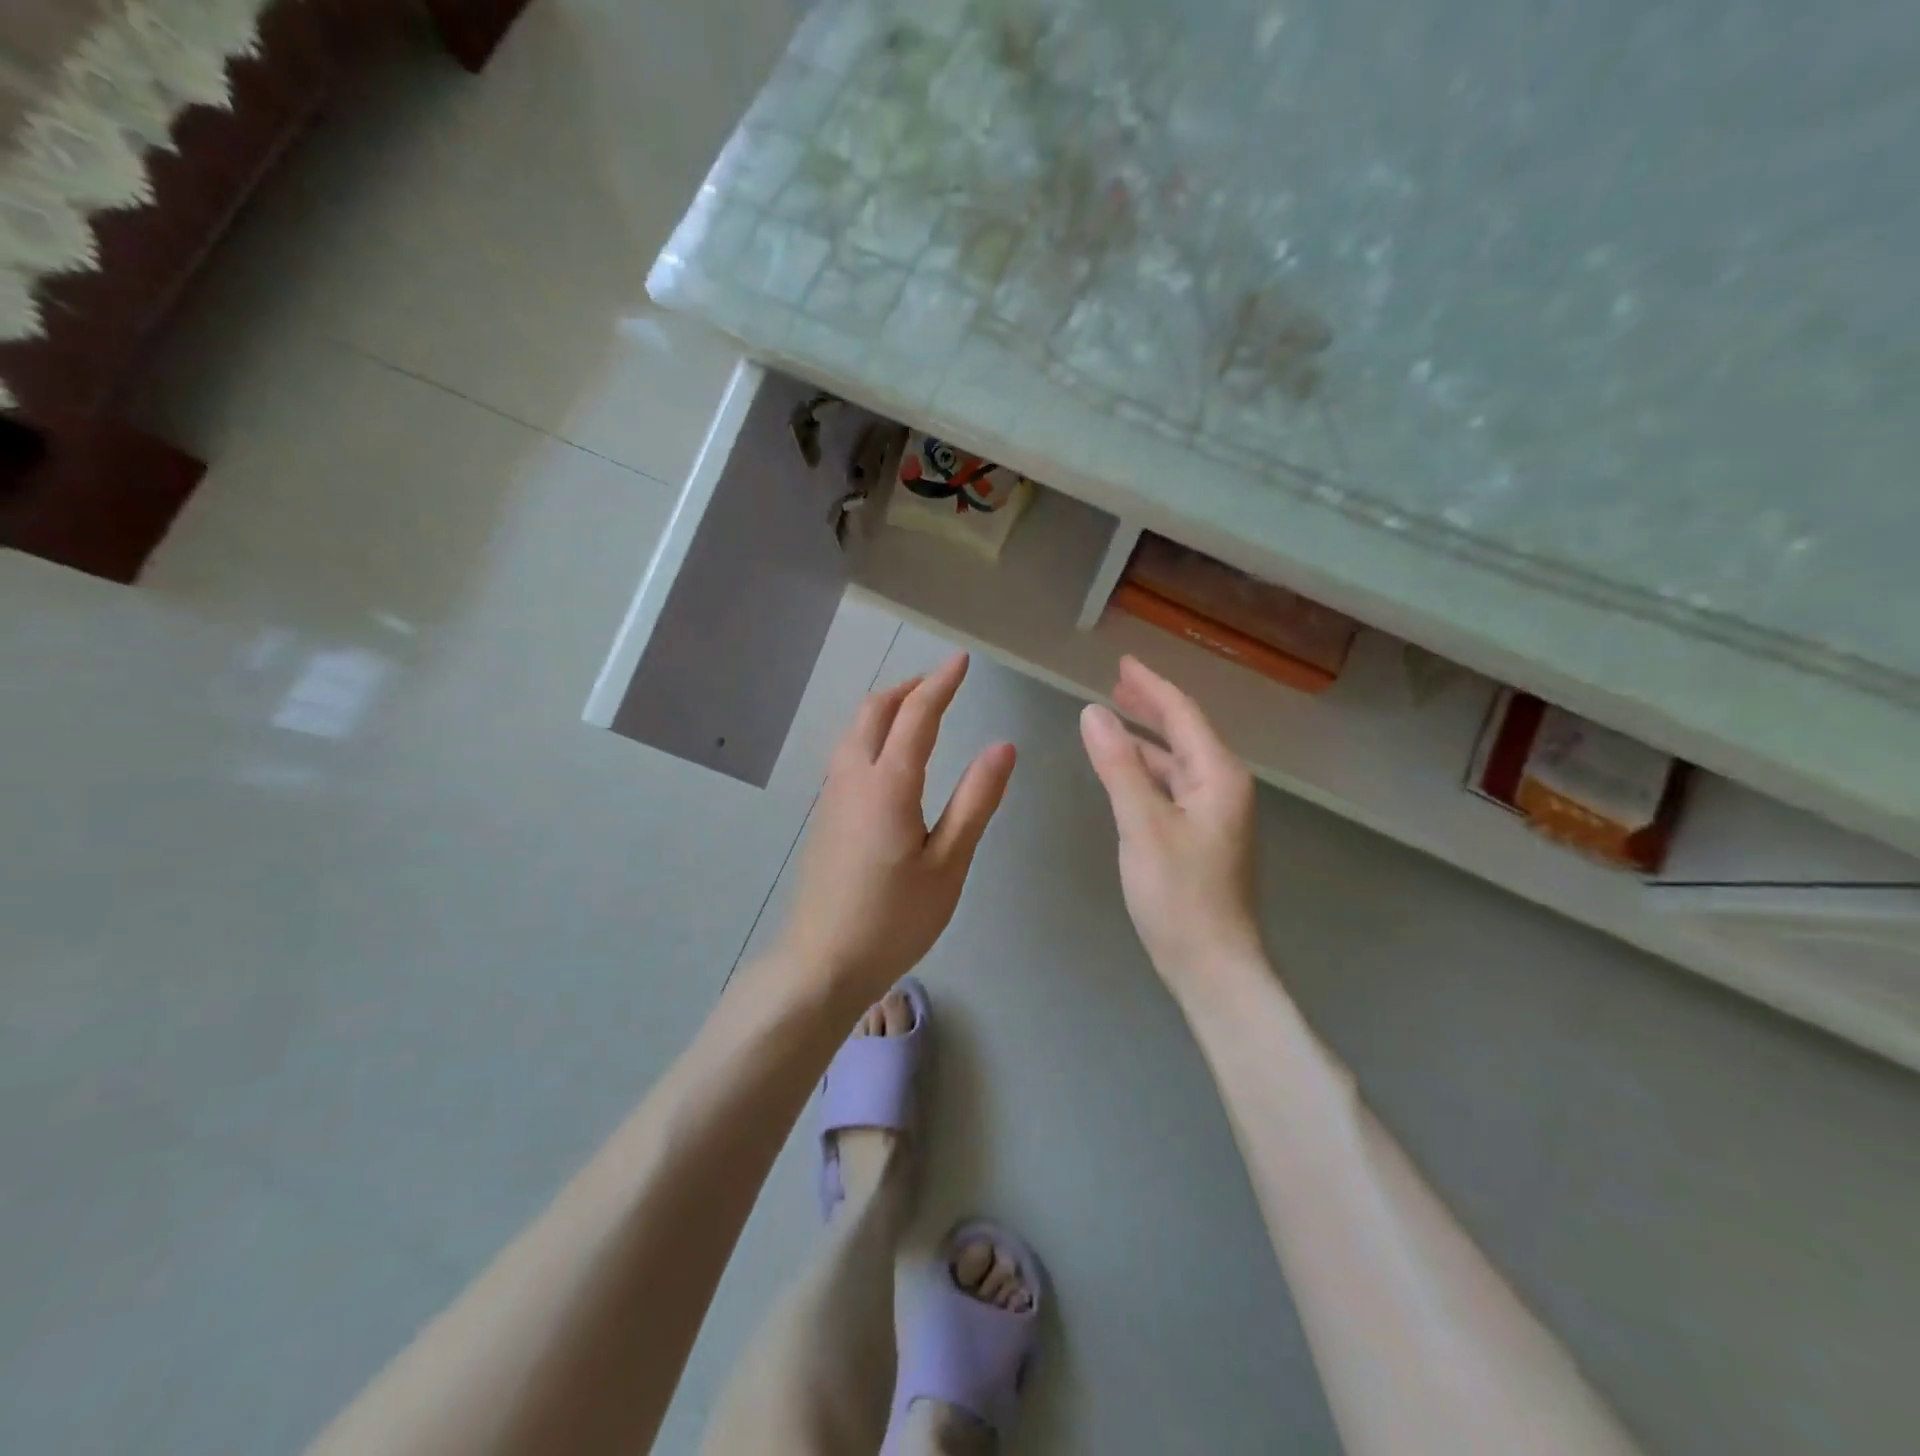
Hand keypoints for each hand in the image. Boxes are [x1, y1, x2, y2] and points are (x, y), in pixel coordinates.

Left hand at [781, 652, 1015, 999]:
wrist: (822, 962)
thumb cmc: (894, 919)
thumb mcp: (948, 864)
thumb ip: (975, 801)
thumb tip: (1003, 747)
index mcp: (888, 784)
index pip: (917, 715)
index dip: (941, 683)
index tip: (962, 661)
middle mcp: (852, 777)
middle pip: (874, 711)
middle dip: (909, 688)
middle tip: (942, 683)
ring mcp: (831, 795)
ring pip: (854, 729)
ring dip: (886, 708)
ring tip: (918, 710)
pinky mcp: (824, 814)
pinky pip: (846, 752)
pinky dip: (871, 732)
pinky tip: (889, 755)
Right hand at [1080, 656, 1264, 1000]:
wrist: (1212, 965)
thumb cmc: (1179, 895)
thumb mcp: (1142, 825)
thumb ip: (1118, 766)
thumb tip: (1093, 712)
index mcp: (1218, 776)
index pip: (1183, 714)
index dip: (1151, 685)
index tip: (1122, 662)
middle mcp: (1223, 787)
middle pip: (1184, 733)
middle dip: (1151, 706)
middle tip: (1116, 682)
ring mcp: (1215, 813)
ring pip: (1177, 761)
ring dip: (1147, 738)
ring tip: (1113, 719)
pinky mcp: (1201, 836)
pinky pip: (1172, 786)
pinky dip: (1147, 770)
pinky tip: (1125, 772)